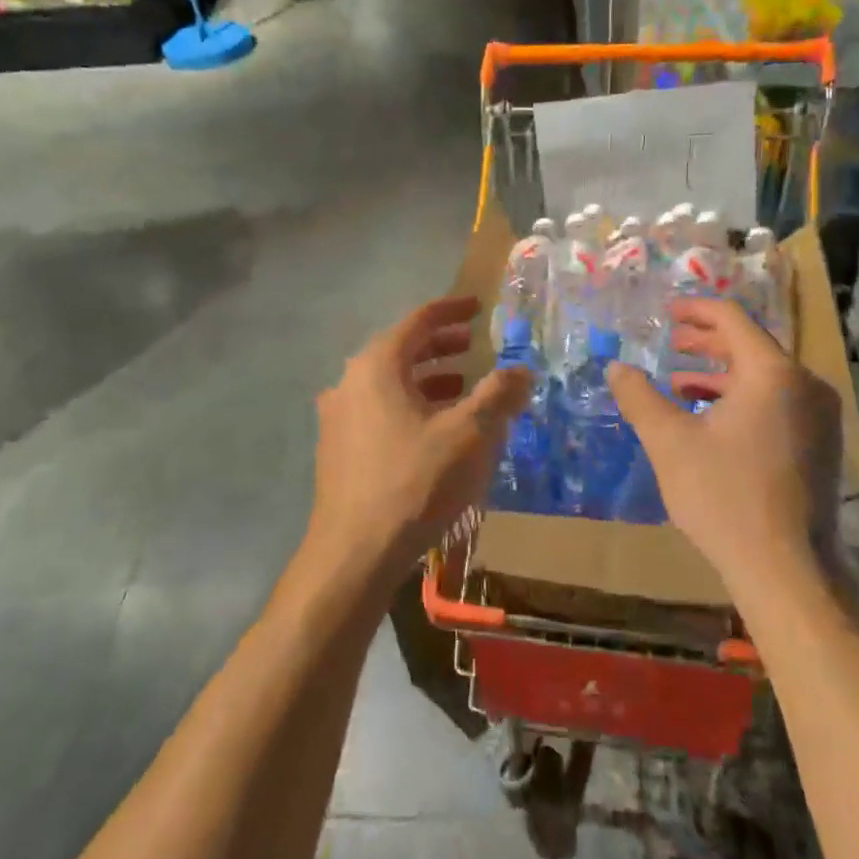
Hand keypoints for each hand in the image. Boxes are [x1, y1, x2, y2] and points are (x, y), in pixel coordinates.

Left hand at [308, 295, 532, 587]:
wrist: (355, 552)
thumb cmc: (415, 482)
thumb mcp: (471, 435)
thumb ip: (499, 395)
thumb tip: (521, 369)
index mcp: (377, 366)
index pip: (418, 321)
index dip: (451, 310)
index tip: (477, 306)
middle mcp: (350, 382)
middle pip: (400, 350)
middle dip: (439, 345)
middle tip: (472, 345)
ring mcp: (338, 417)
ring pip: (388, 383)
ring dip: (426, 379)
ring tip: (461, 388)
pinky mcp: (337, 449)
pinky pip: (379, 410)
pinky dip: (410, 406)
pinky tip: (434, 430)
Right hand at [607, 298, 837, 602]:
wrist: (786, 568)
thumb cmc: (723, 496)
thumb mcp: (669, 442)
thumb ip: (639, 397)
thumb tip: (615, 367)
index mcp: (772, 373)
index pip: (732, 320)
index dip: (696, 311)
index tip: (667, 311)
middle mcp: (805, 384)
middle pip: (751, 346)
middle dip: (707, 343)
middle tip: (671, 342)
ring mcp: (820, 416)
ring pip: (765, 378)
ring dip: (721, 375)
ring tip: (680, 383)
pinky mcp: (822, 445)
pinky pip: (779, 403)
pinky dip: (743, 400)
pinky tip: (711, 421)